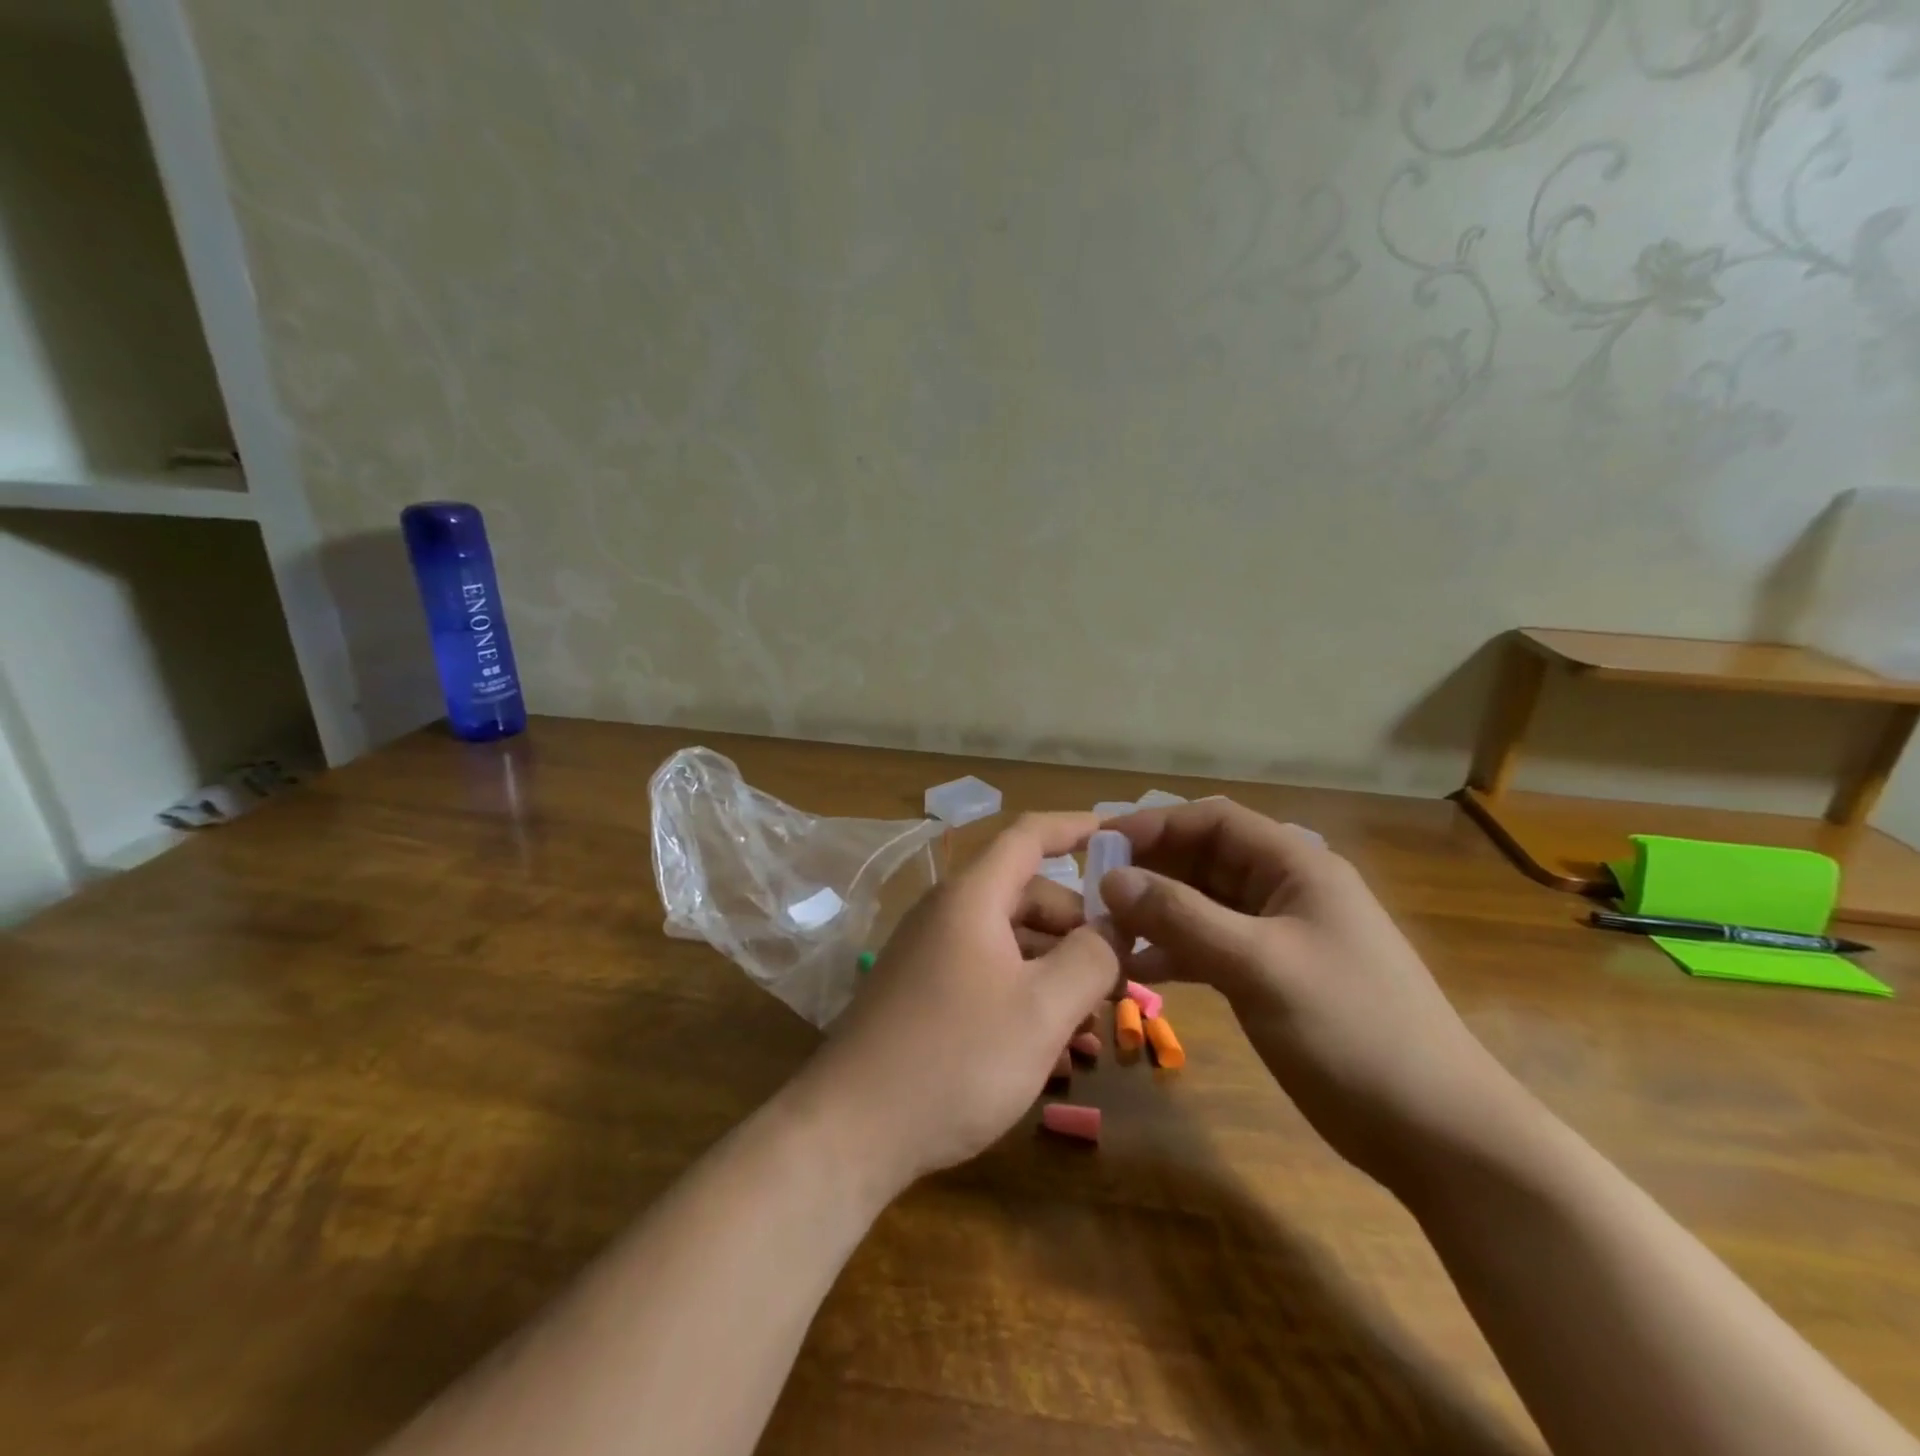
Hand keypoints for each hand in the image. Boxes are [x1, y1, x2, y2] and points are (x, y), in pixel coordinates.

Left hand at [797, 813, 1121, 1194]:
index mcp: (972, 898)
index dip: (1075, 828)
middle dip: (1078, 927)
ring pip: (1010, 943)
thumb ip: (1091, 959)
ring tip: (1097, 1022)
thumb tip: (1113, 930)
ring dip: (1056, 971)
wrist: (851, 1130)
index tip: (1119, 836)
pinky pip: (987, 977)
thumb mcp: (1042, 1009)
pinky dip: (1025, 996)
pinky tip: (1056, 1049)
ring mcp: (930, 956)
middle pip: (1026, 896)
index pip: (1028, 836)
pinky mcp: (922, 995)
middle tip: (1122, 969)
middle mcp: (947, 915)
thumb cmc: (957, 1057)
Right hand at [1099, 801, 1527, 1192]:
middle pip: (1204, 860)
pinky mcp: (1274, 976)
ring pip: (1203, 905)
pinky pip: (1212, 947)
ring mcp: (1281, 935)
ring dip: (1157, 913)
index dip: (1156, 824)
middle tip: (1092, 892)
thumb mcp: (1259, 965)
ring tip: (1106, 930)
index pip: (1214, 821)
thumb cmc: (1352, 1030)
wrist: (1438, 1134)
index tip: (1101, 844)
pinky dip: (1176, 952)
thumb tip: (1112, 880)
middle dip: (1150, 871)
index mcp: (1296, 866)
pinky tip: (1138, 970)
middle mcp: (1287, 889)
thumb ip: (1182, 917)